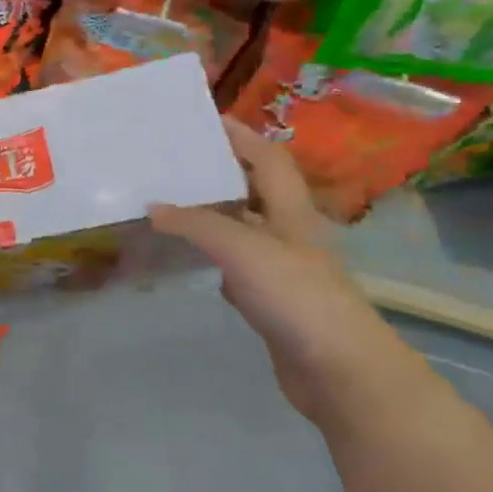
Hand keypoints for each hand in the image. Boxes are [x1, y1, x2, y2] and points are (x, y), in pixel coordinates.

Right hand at [147, 120, 410, 429]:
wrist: (339, 371)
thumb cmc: (297, 296)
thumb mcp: (244, 249)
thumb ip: (197, 225)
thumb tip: (153, 207)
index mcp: (292, 212)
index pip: (268, 159)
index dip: (241, 135)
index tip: (204, 120)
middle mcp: (288, 233)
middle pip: (253, 190)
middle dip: (219, 172)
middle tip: (172, 162)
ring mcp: (280, 269)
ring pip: (240, 229)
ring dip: (209, 214)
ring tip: (166, 202)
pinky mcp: (269, 301)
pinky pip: (232, 265)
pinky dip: (208, 255)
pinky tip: (183, 257)